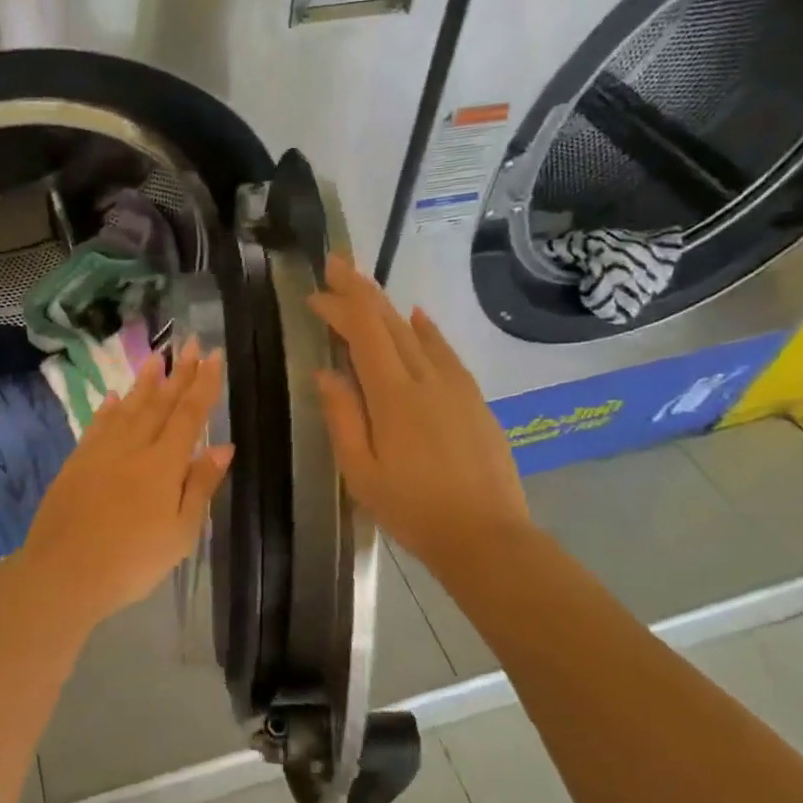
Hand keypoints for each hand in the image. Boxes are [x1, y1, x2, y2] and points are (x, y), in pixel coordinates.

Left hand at [17, 340, 232, 624]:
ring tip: (157, 357)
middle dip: (178, 372)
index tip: (213, 355)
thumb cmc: (133, 561)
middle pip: (160, 403)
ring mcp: (101, 451)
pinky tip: (113, 396)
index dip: (203, 384)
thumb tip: (223, 446)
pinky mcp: (77, 462)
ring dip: (144, 382)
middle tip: (190, 342)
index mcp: (164, 464)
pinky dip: (108, 408)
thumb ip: (201, 485)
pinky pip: (97, 425)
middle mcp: (133, 447)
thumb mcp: (181, 532)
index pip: (189, 414)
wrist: (64, 573)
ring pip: (128, 407)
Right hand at [308, 254, 527, 575]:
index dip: (340, 306)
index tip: (317, 291)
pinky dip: (427, 330)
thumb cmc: (413, 510)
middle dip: (361, 292)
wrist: (486, 537)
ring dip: (389, 307)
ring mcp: (456, 387)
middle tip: (337, 265)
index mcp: (393, 397)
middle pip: (390, 323)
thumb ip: (343, 418)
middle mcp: (427, 379)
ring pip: (418, 333)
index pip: (363, 334)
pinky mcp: (474, 400)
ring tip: (367, 288)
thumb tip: (326, 373)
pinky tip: (417, 319)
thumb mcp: (362, 472)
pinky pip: (445, 352)